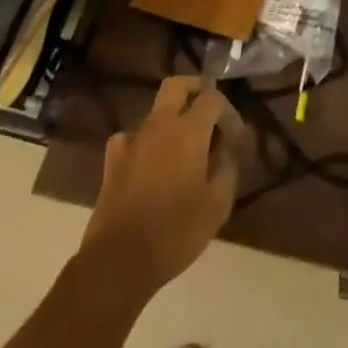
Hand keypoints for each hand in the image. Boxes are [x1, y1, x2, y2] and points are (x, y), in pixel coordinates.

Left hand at [80, 76, 242, 297]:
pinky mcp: (112, 163)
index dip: (229, 112)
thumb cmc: (175, 231)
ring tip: (185, 145)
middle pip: (176, 86)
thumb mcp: (218, 205)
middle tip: (210, 110)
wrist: (118, 262)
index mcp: (189, 131)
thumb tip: (226, 152)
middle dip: (196, 89)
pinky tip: (150, 159)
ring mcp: (132, 142)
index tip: (236, 140)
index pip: (212, 98)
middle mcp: (159, 127)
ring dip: (173, 118)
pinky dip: (144, 141)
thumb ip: (228, 169)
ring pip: (155, 111)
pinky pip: (130, 137)